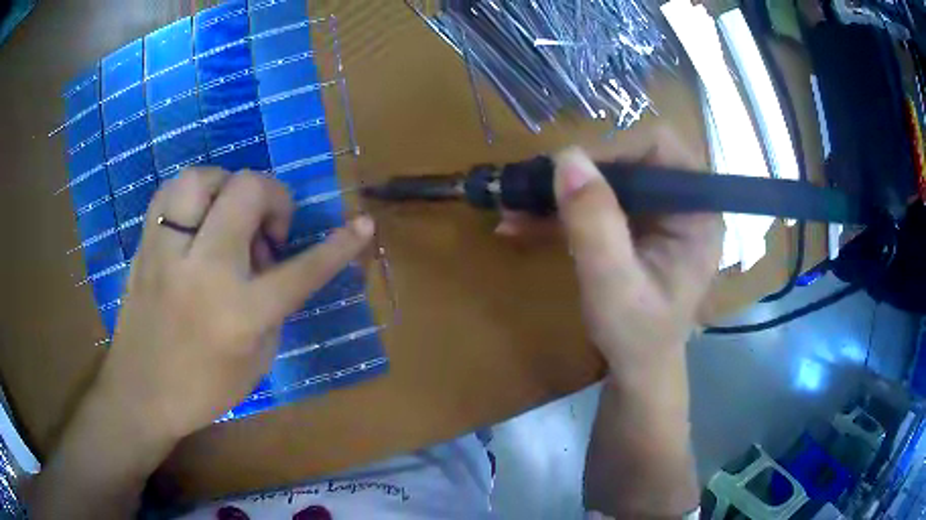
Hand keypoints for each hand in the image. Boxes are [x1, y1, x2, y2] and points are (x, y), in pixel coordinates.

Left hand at [95, 168, 374, 441]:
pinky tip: (197, 217)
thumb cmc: (204, 389)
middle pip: (247, 192)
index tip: (362, 224)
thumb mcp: (257, 360)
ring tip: (228, 214)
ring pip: (201, 177)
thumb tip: (273, 259)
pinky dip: (193, 194)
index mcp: (239, 313)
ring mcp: (167, 252)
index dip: (339, 245)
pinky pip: (170, 192)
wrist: (141, 392)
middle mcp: (203, 271)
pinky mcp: (145, 245)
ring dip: (227, 187)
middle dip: (273, 198)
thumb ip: (273, 305)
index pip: (301, 270)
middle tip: (267, 230)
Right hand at [498, 128, 722, 385]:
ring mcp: (657, 214)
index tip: (569, 173)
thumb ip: (595, 224)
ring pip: (608, 178)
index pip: (662, 147)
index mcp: (697, 212)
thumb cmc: (637, 336)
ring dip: (561, 191)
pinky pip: (598, 202)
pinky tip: (522, 223)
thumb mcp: (614, 286)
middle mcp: (682, 203)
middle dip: (579, 173)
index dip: (615, 149)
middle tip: (531, 188)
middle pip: (630, 158)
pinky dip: (561, 210)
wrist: (637, 369)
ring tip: (513, 206)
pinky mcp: (635, 226)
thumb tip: (566, 156)